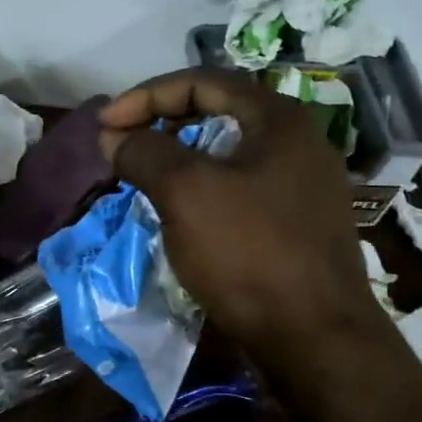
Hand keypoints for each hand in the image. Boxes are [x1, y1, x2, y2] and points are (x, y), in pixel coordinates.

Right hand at [98, 68, 388, 362]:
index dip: (146, 96)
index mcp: (279, 120)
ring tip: (142, 176)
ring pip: (227, 154)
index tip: (106, 124)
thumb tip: (115, 136)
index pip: (202, 82)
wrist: (315, 339)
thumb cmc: (250, 253)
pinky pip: (239, 188)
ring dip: (179, 157)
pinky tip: (179, 212)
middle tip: (122, 145)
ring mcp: (302, 186)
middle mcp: (298, 143)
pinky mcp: (297, 224)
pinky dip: (201, 189)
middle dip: (161, 123)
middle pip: (218, 113)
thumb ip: (145, 152)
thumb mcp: (186, 193)